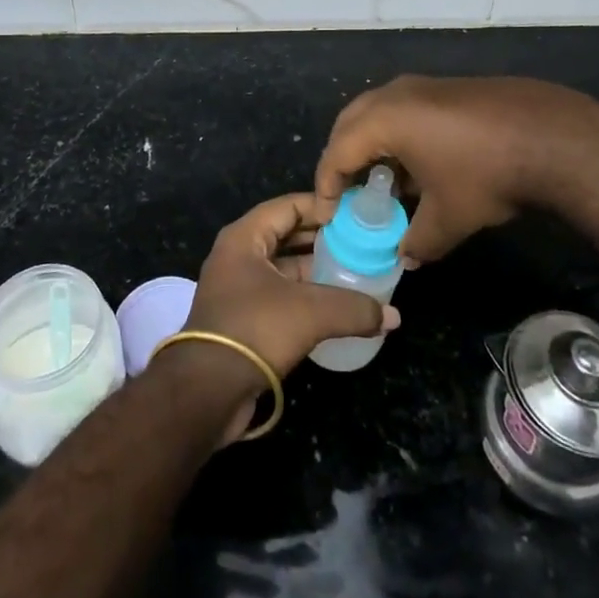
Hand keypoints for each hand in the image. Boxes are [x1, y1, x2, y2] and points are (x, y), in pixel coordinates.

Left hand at [179, 194, 401, 437]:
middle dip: (321, 238)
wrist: (206, 391)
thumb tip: (392, 316)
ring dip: (314, 269)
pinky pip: (279, 295)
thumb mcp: (310, 313)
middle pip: (285, 234)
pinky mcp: (242, 319)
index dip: (322, 206)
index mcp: (245, 237)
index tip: (355, 216)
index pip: (288, 206)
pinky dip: (304, 296)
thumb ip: (353, 308)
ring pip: (283, 268)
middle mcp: (238, 255)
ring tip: (353, 272)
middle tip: (359, 243)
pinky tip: (333, 308)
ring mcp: (237, 288)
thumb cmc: (255, 330)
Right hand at [316, 75, 598, 264]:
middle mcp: (395, 93)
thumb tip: (406, 257)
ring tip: (383, 181)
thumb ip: (418, 241)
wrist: (550, 135)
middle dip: (343, 157)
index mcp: (384, 120)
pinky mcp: (447, 87)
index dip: (328, 184)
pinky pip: (404, 107)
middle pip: (350, 123)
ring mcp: (423, 85)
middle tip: (347, 191)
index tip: (329, 213)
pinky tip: (419, 163)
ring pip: (378, 111)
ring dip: (372, 144)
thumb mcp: (449, 219)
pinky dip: (397, 133)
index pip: (338, 152)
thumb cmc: (487, 175)